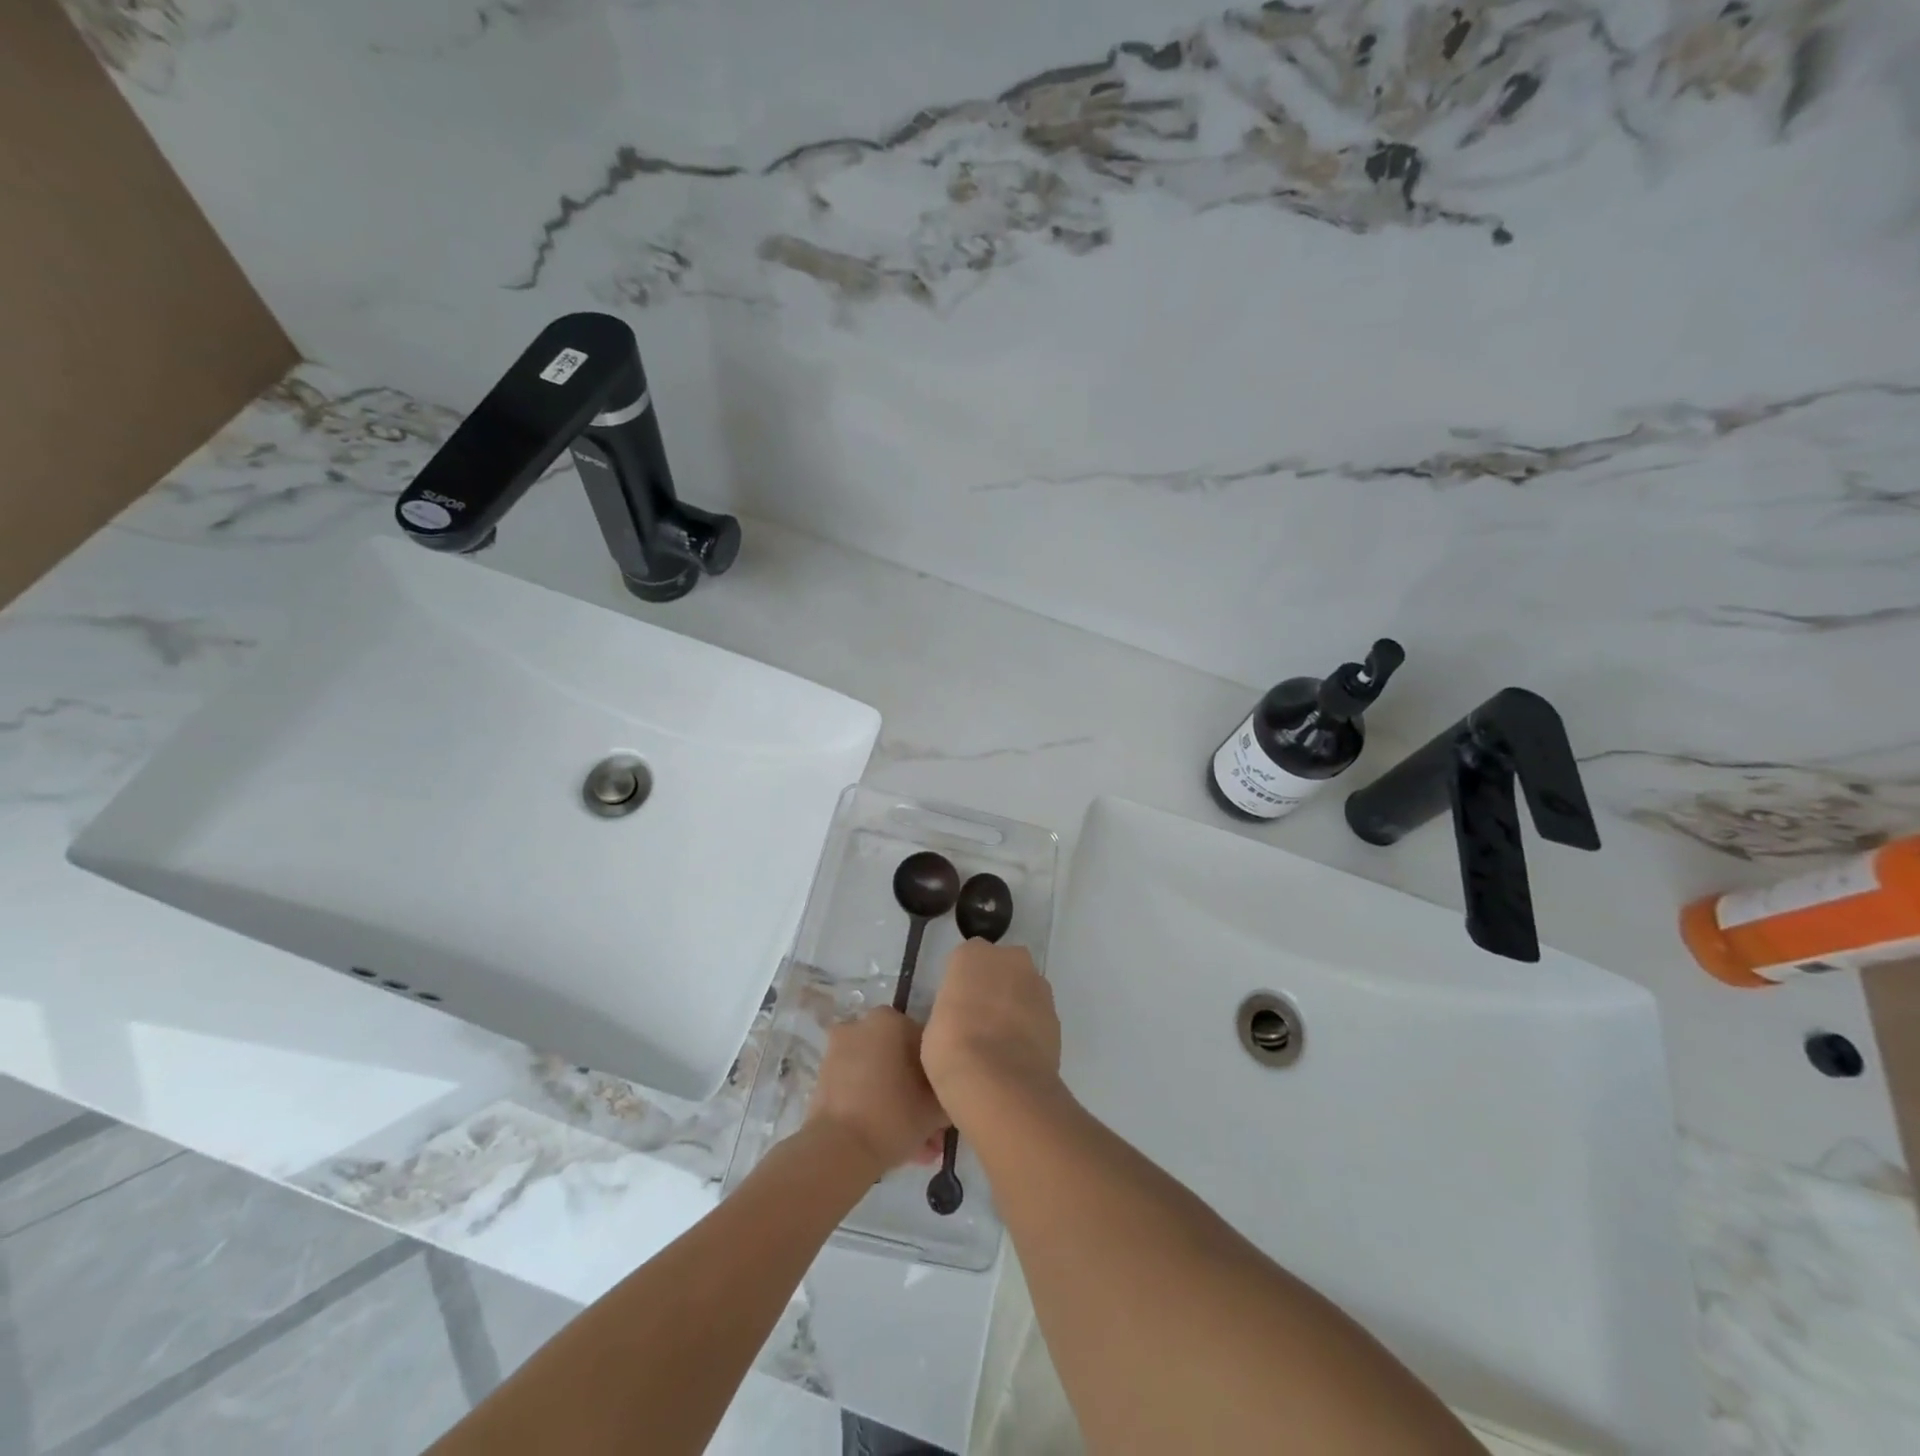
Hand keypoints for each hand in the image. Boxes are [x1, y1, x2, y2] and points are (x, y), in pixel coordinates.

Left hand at [805, 1009, 947, 1171]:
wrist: (837, 1151)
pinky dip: (876, 1108)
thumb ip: (950, 1090)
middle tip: (934, 1130)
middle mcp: (861, 1025)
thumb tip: (950, 1093)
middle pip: (902, 1060)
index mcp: (889, 1019)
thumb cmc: (893, 1116)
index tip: (946, 1103)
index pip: (927, 1042)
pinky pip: (861, 1088)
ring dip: (900, 1106)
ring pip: (881, 1077)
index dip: (940, 1075)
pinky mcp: (824, 1079)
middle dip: (919, 1095)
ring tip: (918, 1146)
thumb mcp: (937, 1106)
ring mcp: (839, 1051)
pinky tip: (894, 1143)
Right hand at [922, 940, 1061, 1119]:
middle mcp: (1010, 959)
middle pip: (1000, 967)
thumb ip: (951, 1010)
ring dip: (1014, 1007)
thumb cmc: (952, 1047)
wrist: (1000, 1082)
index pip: (965, 960)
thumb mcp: (933, 1025)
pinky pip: (1037, 1016)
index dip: (961, 984)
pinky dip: (1029, 1029)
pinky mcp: (1056, 1015)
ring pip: (1023, 990)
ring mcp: (1038, 986)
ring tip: (998, 1044)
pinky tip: (1016, 1056)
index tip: (955, 1008)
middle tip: (977, 1021)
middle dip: (993, 987)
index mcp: (973, 954)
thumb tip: (959, 1020)